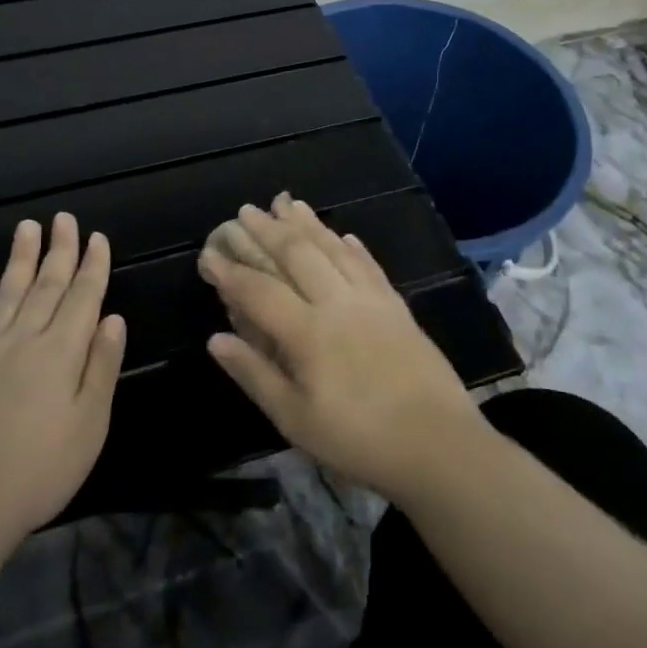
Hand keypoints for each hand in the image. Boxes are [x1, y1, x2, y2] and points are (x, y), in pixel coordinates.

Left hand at [0, 214, 126, 544]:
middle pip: (46, 285)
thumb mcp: (90, 424)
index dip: (92, 266)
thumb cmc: (39, 469)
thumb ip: (101, 367)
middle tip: (64, 218)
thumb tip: (113, 318)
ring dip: (20, 259)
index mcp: (61, 351)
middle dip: (59, 250)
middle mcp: (24, 339)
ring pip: (7, 293)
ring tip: (27, 227)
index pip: (83, 297)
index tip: (97, 237)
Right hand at [199, 194, 482, 501]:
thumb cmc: (358, 439)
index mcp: (307, 332)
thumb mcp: (295, 419)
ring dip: (308, 224)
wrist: (438, 444)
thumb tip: (215, 339)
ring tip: (287, 202)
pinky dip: (351, 246)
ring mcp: (371, 300)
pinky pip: (369, 265)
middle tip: (246, 210)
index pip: (258, 290)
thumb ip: (254, 374)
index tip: (208, 254)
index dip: (230, 271)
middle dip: (267, 230)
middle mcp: (337, 303)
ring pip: (333, 249)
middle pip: (297, 254)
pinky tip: (343, 235)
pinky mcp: (397, 306)